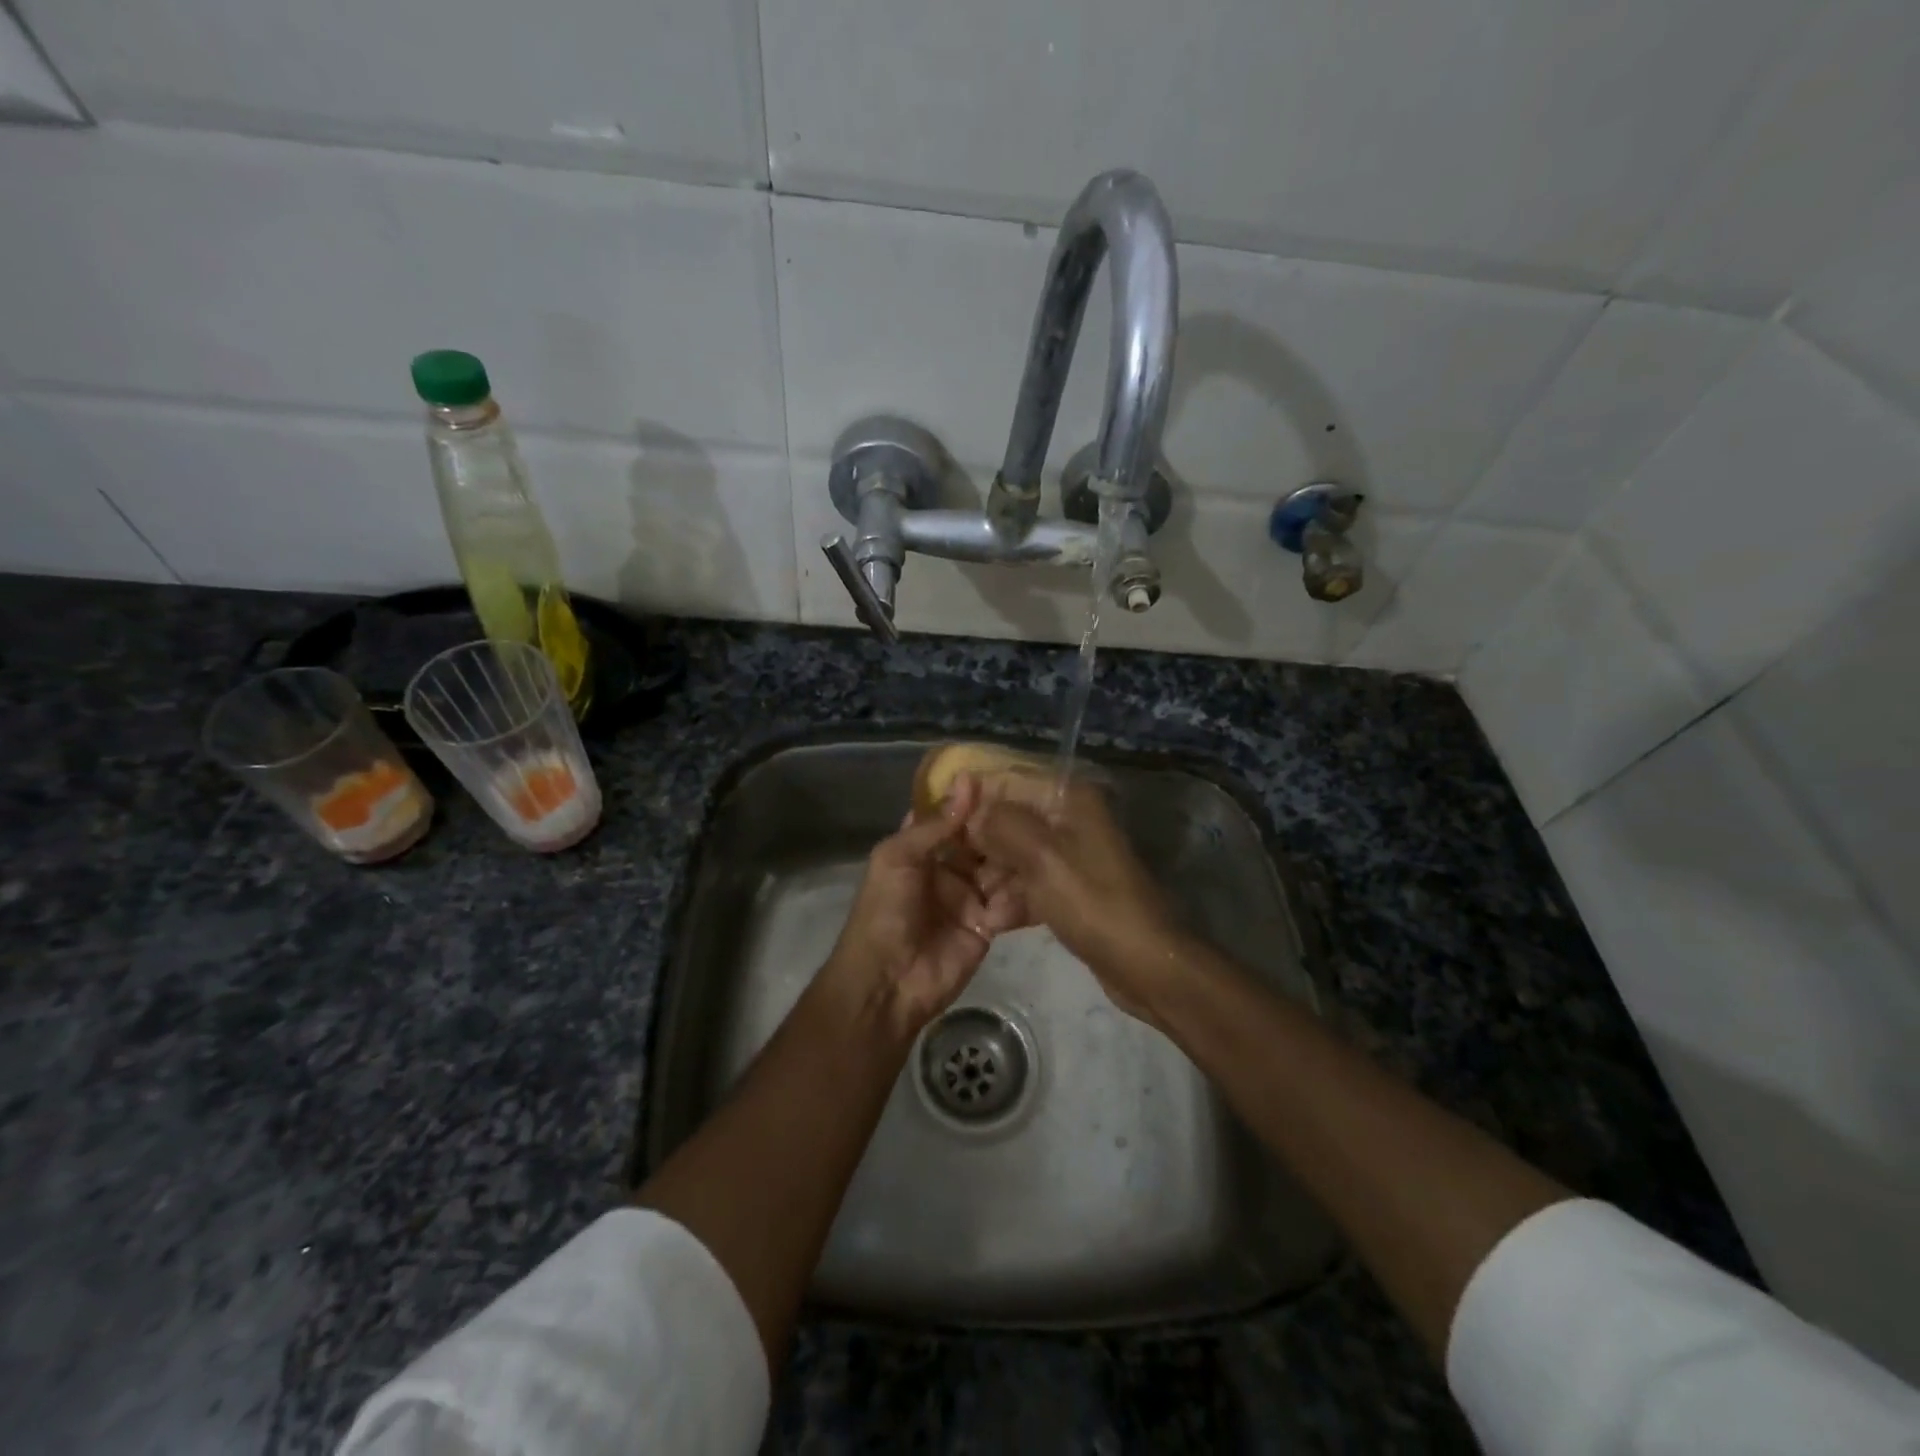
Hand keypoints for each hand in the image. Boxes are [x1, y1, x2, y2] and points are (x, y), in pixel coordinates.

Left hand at [821, 775, 1025, 1038]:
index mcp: (920, 848)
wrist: (887, 983)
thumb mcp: (899, 857)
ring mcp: (970, 896)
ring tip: (1045, 836)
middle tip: (1039, 803)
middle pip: (982, 840)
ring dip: (1017, 855)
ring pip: (1001, 867)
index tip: (1007, 772)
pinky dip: (1022, 891)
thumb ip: (936, 823)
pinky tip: (1042, 875)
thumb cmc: (884, 911)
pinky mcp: (988, 925)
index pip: (951, 815)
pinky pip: (1010, 901)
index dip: (973, 796)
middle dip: (1003, 825)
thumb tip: (968, 779)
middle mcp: (948, 868)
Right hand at [964, 774, 1183, 1025]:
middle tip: (951, 872)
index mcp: (1068, 798)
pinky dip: (1013, 898)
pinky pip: (1030, 882)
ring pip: (1016, 854)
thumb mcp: (1041, 857)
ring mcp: (1071, 854)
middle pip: (1009, 819)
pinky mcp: (1071, 887)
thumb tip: (970, 813)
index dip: (971, 800)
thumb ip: (1000, 825)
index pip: (1006, 781)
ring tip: (977, 906)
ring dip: (994, 879)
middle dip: (980, 846)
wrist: (1145, 963)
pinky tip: (995, 921)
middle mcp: (1069, 818)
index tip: (937, 824)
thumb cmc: (1092, 902)